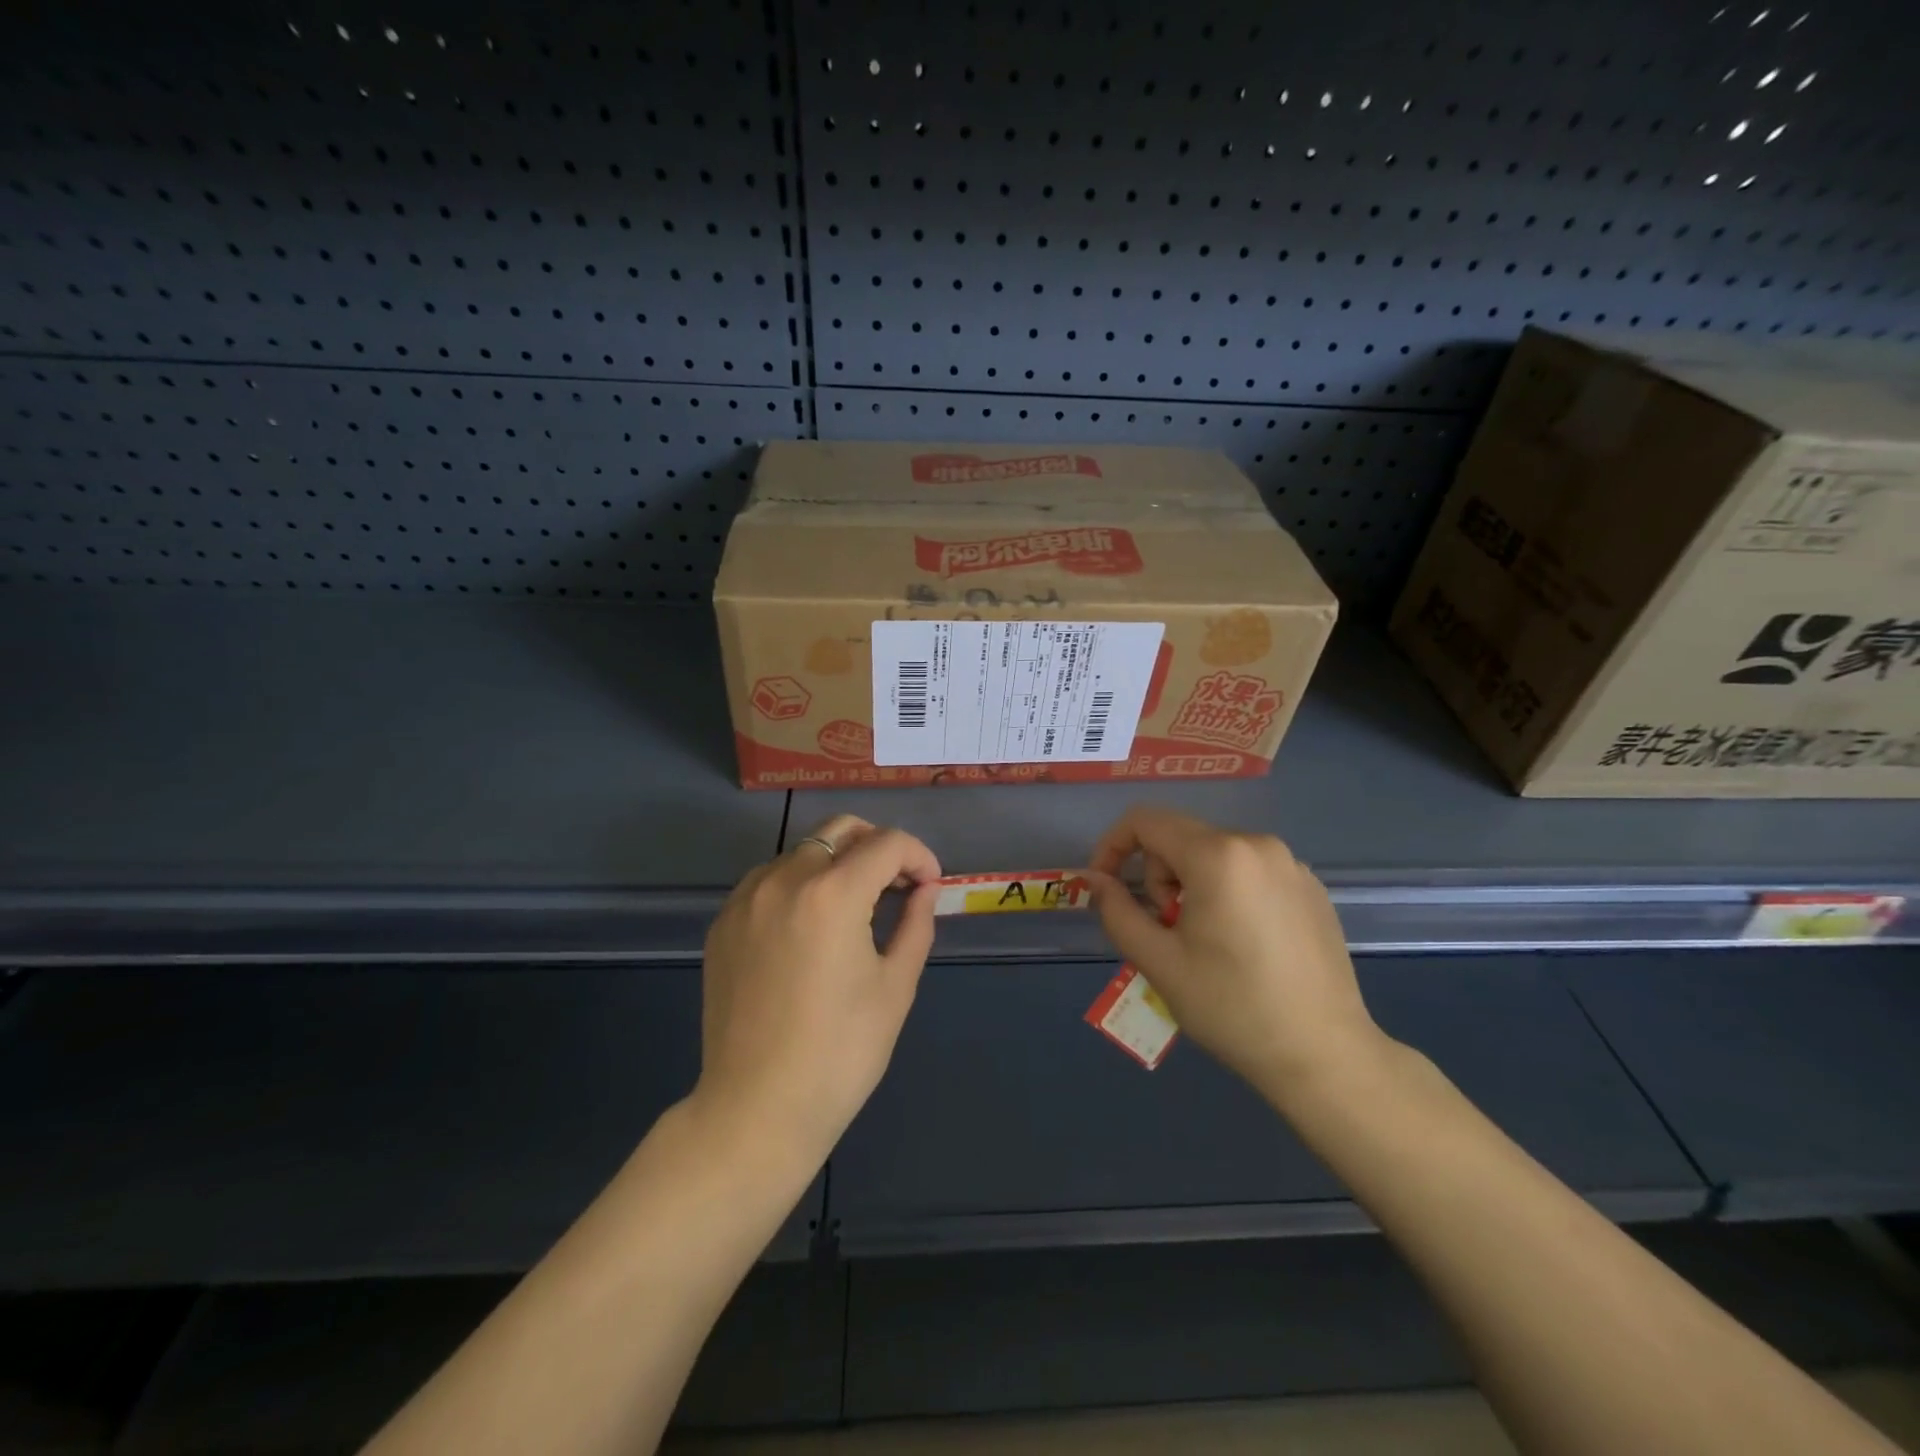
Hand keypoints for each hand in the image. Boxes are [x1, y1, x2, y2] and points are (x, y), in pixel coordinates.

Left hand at [693, 814, 940, 1173]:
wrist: (757, 1109)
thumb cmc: (841, 1052)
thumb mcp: (895, 985)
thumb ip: (916, 923)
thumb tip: (925, 889)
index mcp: (832, 893)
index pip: (887, 843)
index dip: (919, 856)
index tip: (929, 885)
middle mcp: (784, 880)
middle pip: (840, 830)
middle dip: (878, 846)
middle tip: (897, 884)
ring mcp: (746, 899)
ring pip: (802, 850)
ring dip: (837, 863)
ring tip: (855, 906)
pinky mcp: (723, 923)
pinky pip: (768, 880)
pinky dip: (799, 884)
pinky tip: (810, 925)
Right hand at [1085, 806, 1386, 1107]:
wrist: (1324, 1055)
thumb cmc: (1232, 1007)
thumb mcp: (1158, 961)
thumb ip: (1117, 910)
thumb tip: (1095, 879)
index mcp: (1218, 856)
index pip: (1145, 821)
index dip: (1112, 845)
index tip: (1104, 886)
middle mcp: (1257, 844)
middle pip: (1181, 836)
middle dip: (1157, 875)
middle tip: (1166, 929)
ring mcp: (1291, 864)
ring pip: (1215, 853)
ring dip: (1190, 884)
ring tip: (1202, 939)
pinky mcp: (1311, 887)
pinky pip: (1249, 870)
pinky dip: (1227, 891)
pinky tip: (1241, 942)